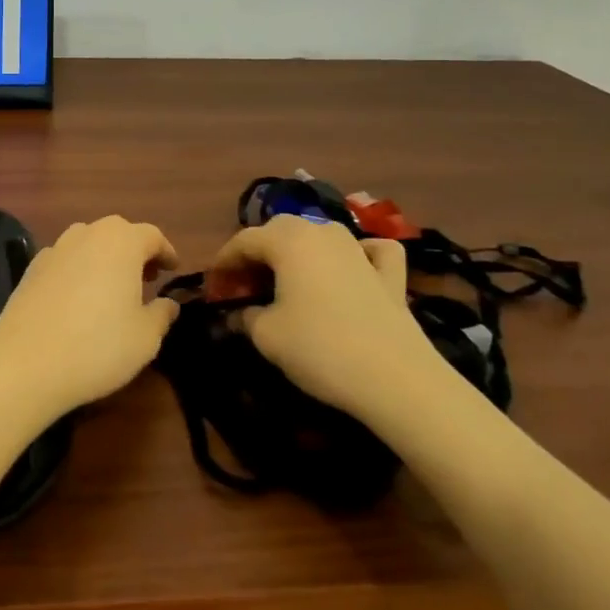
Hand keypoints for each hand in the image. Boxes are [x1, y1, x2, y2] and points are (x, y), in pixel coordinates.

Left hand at [0, 216, 178, 418]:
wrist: (26, 362)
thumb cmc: (98, 346)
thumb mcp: (145, 337)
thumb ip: (162, 314)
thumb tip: (168, 304)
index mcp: (121, 242)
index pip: (151, 235)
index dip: (166, 252)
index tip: (173, 270)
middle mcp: (87, 234)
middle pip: (118, 233)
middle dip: (135, 251)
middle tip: (147, 278)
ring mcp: (55, 248)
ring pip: (88, 242)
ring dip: (104, 258)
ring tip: (112, 287)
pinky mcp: (31, 268)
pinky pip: (65, 260)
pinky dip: (78, 270)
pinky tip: (78, 298)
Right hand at [207, 215, 448, 420]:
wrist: (396, 379)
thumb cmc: (319, 348)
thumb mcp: (266, 336)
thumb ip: (245, 316)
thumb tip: (241, 312)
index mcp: (287, 240)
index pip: (243, 241)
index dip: (223, 263)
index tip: (213, 289)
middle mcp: (322, 232)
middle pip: (280, 230)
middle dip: (258, 253)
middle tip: (245, 286)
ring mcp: (359, 249)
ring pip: (320, 235)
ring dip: (299, 251)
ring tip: (286, 280)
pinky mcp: (390, 274)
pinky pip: (370, 250)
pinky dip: (356, 254)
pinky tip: (353, 266)